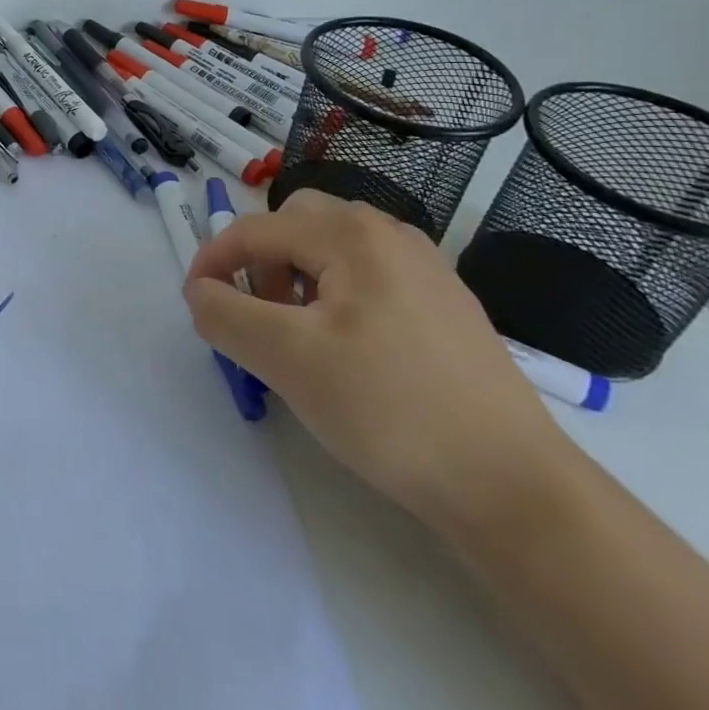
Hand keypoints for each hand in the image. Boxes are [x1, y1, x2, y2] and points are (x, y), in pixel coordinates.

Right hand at [183, 189, 578, 534]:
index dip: (212, 261)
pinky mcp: (444, 301)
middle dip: (260, 261)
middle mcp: (389, 233)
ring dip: (295, 277)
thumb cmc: (390, 409)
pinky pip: (367, 274)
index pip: (255, 229)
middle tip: (257, 317)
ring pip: (332, 248)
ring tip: (299, 336)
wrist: (513, 485)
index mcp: (351, 235)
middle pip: (295, 224)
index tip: (195, 305)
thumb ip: (225, 315)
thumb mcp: (288, 360)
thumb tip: (200, 292)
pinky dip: (335, 293)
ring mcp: (424, 266)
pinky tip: (348, 349)